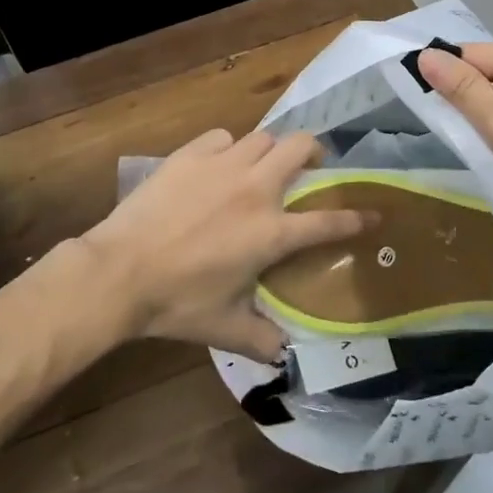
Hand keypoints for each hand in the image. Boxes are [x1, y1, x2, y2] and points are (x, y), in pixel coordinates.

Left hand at [75, 129, 371, 362]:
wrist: (119, 273)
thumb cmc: (177, 302)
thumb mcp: (225, 329)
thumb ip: (263, 339)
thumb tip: (286, 355)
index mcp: (270, 232)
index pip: (328, 222)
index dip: (356, 218)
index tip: (374, 213)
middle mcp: (255, 189)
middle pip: (300, 147)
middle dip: (313, 152)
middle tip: (308, 168)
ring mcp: (222, 166)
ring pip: (262, 137)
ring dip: (269, 151)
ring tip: (260, 167)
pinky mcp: (190, 155)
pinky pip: (221, 137)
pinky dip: (227, 148)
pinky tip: (217, 166)